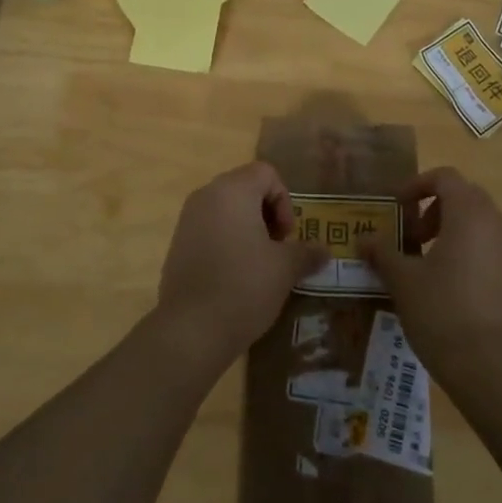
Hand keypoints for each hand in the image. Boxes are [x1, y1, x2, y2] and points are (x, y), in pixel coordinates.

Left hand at [154, 162, 325, 369]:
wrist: (191, 330)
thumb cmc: (244, 286)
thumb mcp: (285, 269)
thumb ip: (306, 253)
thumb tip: (324, 251)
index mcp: (232, 190)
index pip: (266, 173)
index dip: (284, 201)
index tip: (285, 237)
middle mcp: (206, 196)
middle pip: (245, 188)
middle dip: (267, 215)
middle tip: (277, 250)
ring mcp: (187, 220)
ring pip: (227, 210)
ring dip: (248, 229)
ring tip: (259, 265)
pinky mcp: (177, 244)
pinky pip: (210, 230)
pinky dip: (227, 242)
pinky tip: (235, 277)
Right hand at [361, 167, 501, 377]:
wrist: (492, 367)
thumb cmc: (441, 311)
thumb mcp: (402, 280)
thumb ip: (382, 252)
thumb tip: (363, 239)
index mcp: (469, 214)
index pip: (445, 177)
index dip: (417, 185)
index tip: (398, 208)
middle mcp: (498, 225)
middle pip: (466, 199)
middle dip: (436, 211)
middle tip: (413, 238)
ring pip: (483, 228)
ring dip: (456, 235)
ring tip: (431, 267)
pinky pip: (496, 256)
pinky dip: (474, 260)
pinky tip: (456, 293)